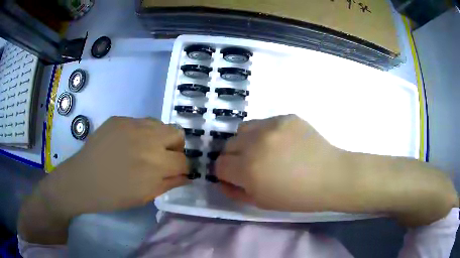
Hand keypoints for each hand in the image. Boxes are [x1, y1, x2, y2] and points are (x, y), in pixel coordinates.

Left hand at [41, 117, 188, 216]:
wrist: (82, 180)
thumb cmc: (113, 195)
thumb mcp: (144, 197)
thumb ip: (168, 184)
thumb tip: (185, 176)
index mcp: (155, 165)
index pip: (183, 160)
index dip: (182, 168)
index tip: (175, 172)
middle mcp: (147, 139)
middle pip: (177, 133)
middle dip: (175, 148)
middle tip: (162, 158)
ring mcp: (132, 124)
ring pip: (160, 124)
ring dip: (159, 137)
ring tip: (145, 149)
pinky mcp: (119, 119)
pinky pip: (140, 122)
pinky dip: (141, 133)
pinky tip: (127, 144)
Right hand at [216, 114, 347, 211]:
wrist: (330, 177)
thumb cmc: (297, 197)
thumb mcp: (261, 202)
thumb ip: (235, 192)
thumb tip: (222, 180)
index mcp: (248, 169)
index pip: (219, 165)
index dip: (224, 173)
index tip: (234, 176)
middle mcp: (255, 143)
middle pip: (228, 145)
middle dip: (233, 157)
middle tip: (249, 165)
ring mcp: (272, 126)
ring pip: (243, 129)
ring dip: (246, 141)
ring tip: (262, 150)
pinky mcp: (286, 117)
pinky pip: (265, 122)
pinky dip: (266, 133)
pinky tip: (281, 143)